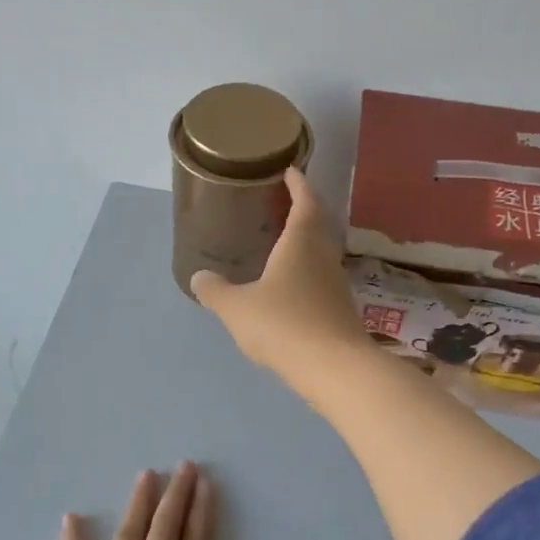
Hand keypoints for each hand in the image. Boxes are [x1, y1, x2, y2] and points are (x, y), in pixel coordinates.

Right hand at [190, 169, 369, 382]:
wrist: (335, 368)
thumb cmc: (284, 325)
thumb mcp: (237, 308)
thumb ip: (216, 291)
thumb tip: (199, 277)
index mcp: (301, 243)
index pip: (305, 201)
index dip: (298, 184)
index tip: (290, 171)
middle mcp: (323, 257)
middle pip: (317, 224)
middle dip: (303, 210)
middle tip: (281, 204)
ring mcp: (336, 285)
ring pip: (321, 254)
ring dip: (305, 243)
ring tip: (281, 244)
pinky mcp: (340, 311)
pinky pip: (321, 280)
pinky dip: (306, 273)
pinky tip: (290, 289)